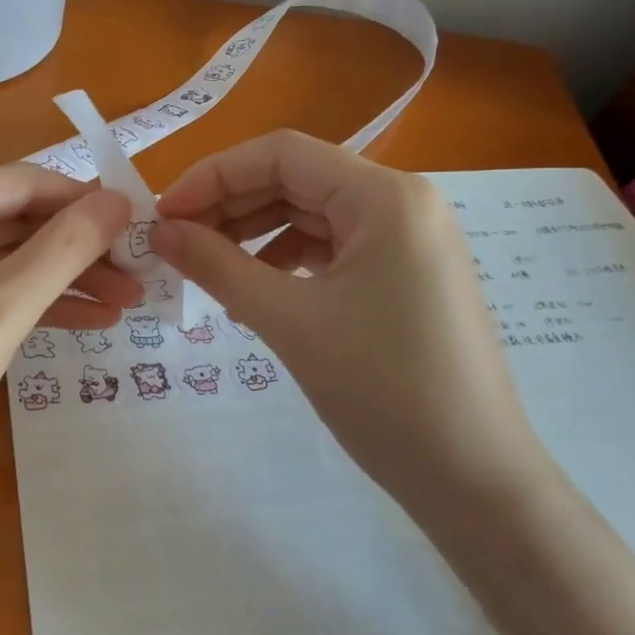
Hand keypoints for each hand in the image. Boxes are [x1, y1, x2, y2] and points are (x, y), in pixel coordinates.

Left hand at [0, 165, 136, 494]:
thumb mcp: (0, 310)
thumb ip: (64, 249)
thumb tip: (118, 201)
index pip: (22, 183)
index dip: (83, 200)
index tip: (139, 225)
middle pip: (14, 220)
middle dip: (78, 248)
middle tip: (139, 274)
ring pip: (4, 260)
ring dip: (63, 280)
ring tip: (126, 303)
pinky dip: (31, 305)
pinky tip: (85, 323)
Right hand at [151, 130, 555, 516]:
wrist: (474, 479)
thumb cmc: (382, 389)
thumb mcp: (288, 321)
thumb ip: (217, 266)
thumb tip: (160, 231)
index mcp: (384, 196)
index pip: (281, 154)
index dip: (213, 176)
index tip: (164, 215)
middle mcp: (402, 203)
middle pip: (297, 181)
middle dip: (230, 207)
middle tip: (176, 244)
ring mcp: (408, 241)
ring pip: (312, 216)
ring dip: (254, 236)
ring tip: (209, 272)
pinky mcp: (406, 277)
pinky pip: (332, 251)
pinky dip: (286, 264)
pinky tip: (254, 296)